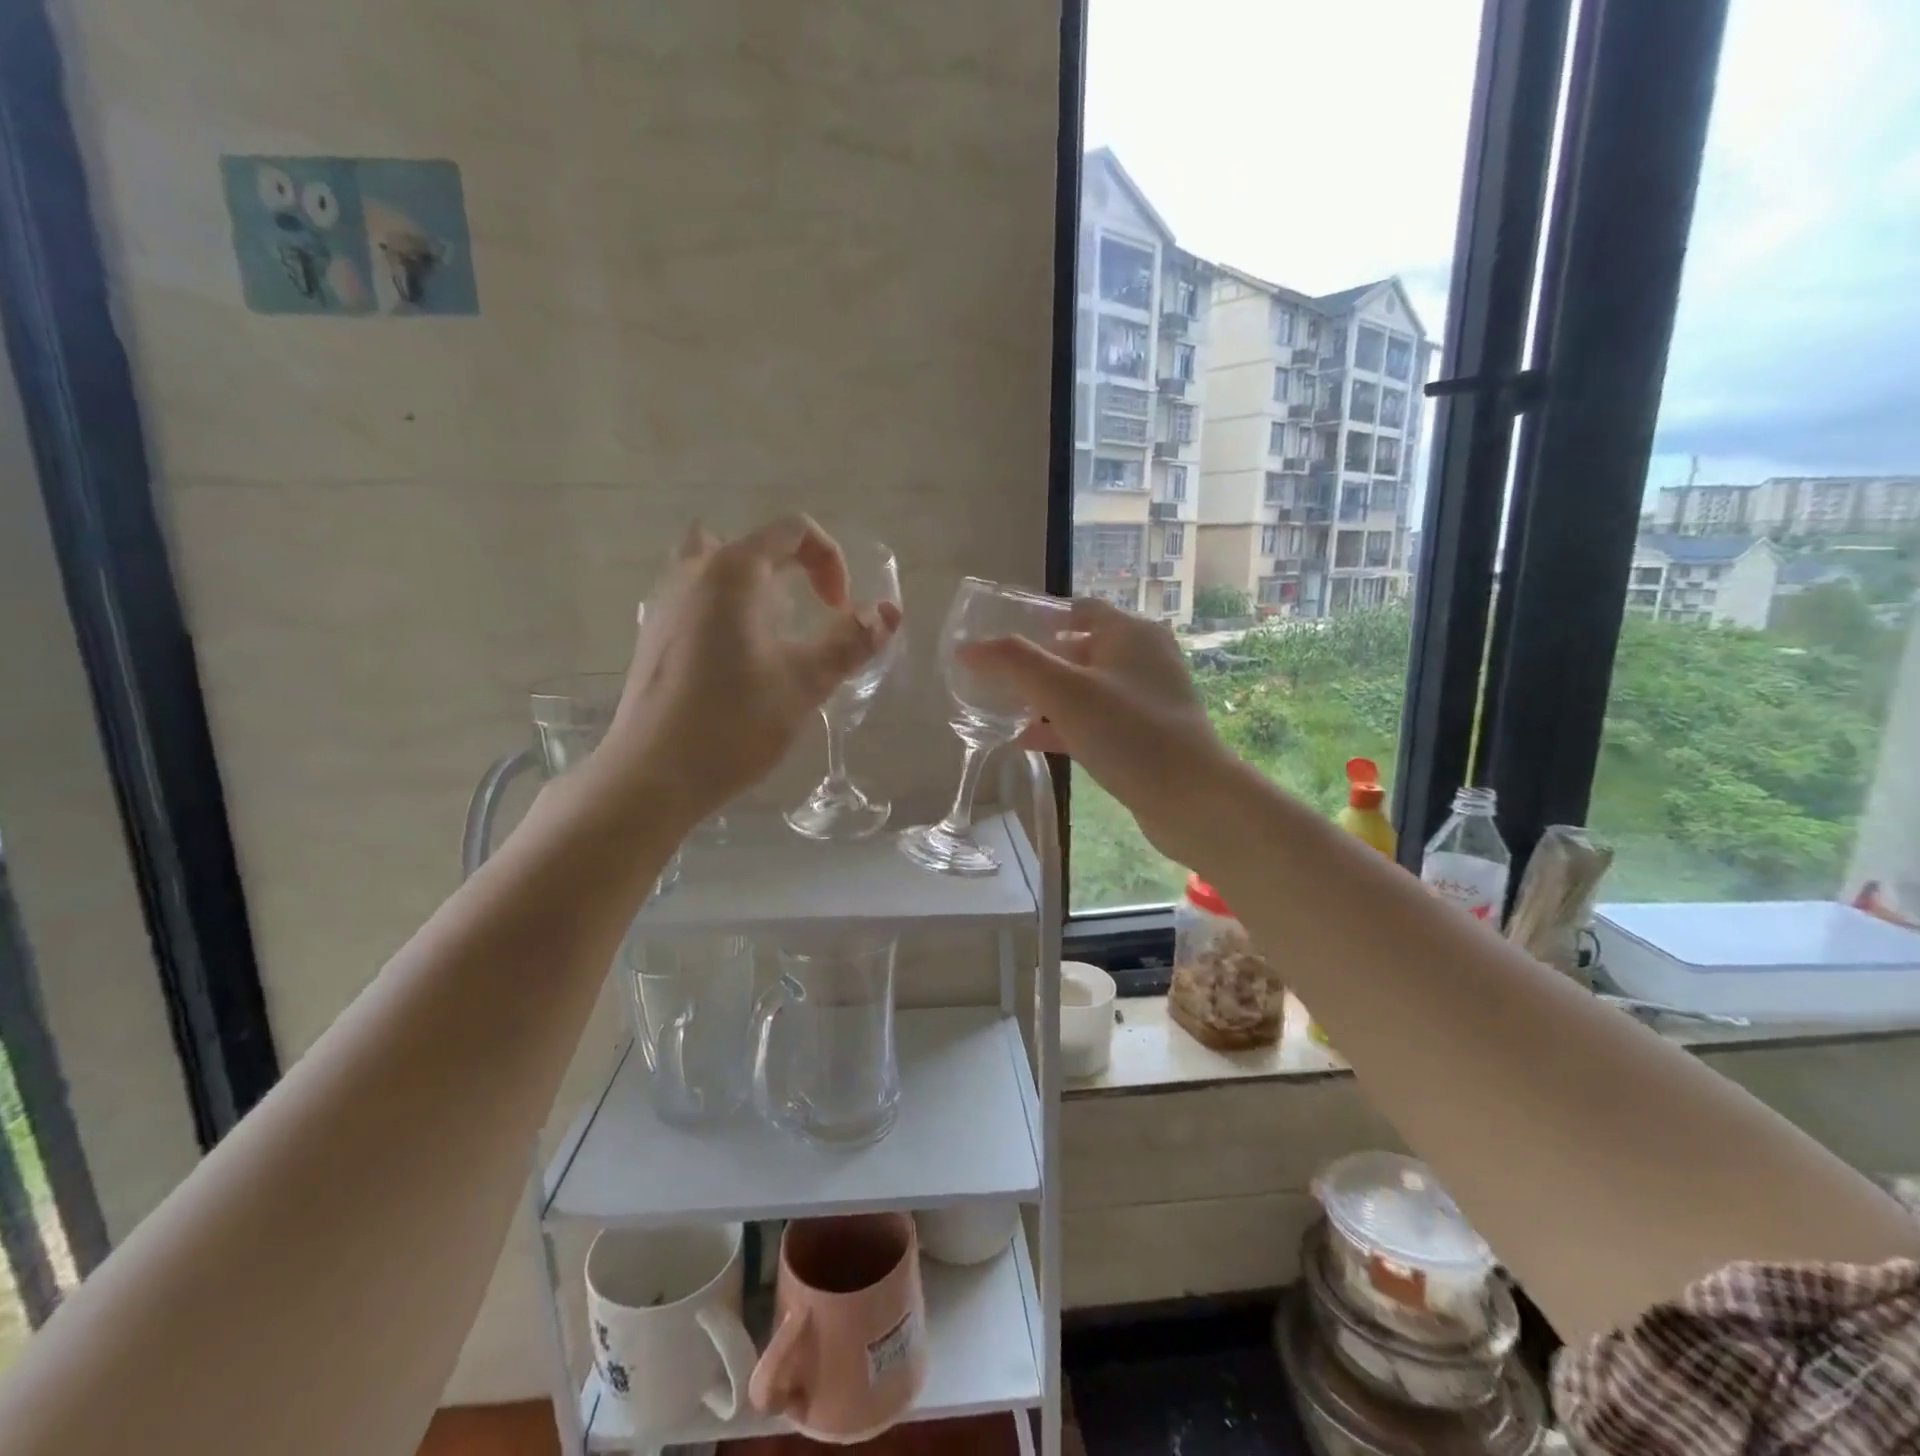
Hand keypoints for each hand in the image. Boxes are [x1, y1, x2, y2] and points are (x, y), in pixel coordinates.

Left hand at [604, 517, 902, 825]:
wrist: (653, 776)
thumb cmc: (734, 723)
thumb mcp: (806, 682)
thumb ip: (851, 641)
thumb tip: (888, 612)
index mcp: (733, 572)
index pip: (793, 531)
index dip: (831, 562)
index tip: (839, 611)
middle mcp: (693, 573)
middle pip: (754, 545)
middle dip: (794, 570)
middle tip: (812, 614)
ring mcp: (665, 603)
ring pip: (717, 568)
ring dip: (756, 588)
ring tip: (776, 633)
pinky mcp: (654, 635)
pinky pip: (697, 598)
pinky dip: (727, 610)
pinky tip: (739, 661)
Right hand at [959, 598, 1234, 864]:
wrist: (1192, 799)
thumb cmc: (1128, 732)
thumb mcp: (1063, 691)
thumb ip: (1013, 663)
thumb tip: (968, 648)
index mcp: (1130, 633)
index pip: (1078, 609)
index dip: (1039, 617)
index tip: (1001, 633)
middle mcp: (1143, 659)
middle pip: (1080, 649)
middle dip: (1038, 661)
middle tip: (998, 675)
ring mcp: (1147, 700)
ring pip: (1086, 689)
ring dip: (1048, 697)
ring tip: (1004, 707)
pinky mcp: (1145, 736)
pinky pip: (1096, 721)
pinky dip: (1064, 726)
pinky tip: (1029, 741)